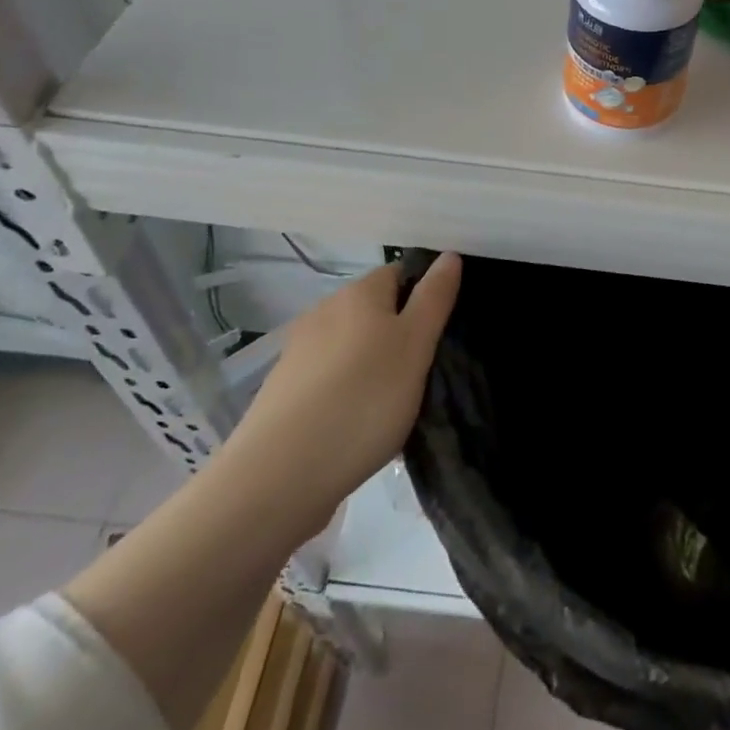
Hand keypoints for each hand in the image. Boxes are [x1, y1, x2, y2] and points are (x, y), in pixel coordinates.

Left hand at [219, 252, 462, 536]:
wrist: (280, 474)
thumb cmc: (363, 399)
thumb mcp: (415, 345)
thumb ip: (434, 298)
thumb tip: (448, 255)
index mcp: (358, 293)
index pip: (399, 273)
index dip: (423, 295)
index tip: (441, 332)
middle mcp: (324, 311)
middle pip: (373, 310)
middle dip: (398, 334)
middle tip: (423, 373)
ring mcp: (298, 352)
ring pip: (350, 347)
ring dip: (373, 365)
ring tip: (394, 406)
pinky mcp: (283, 390)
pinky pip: (329, 379)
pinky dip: (347, 393)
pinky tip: (358, 426)